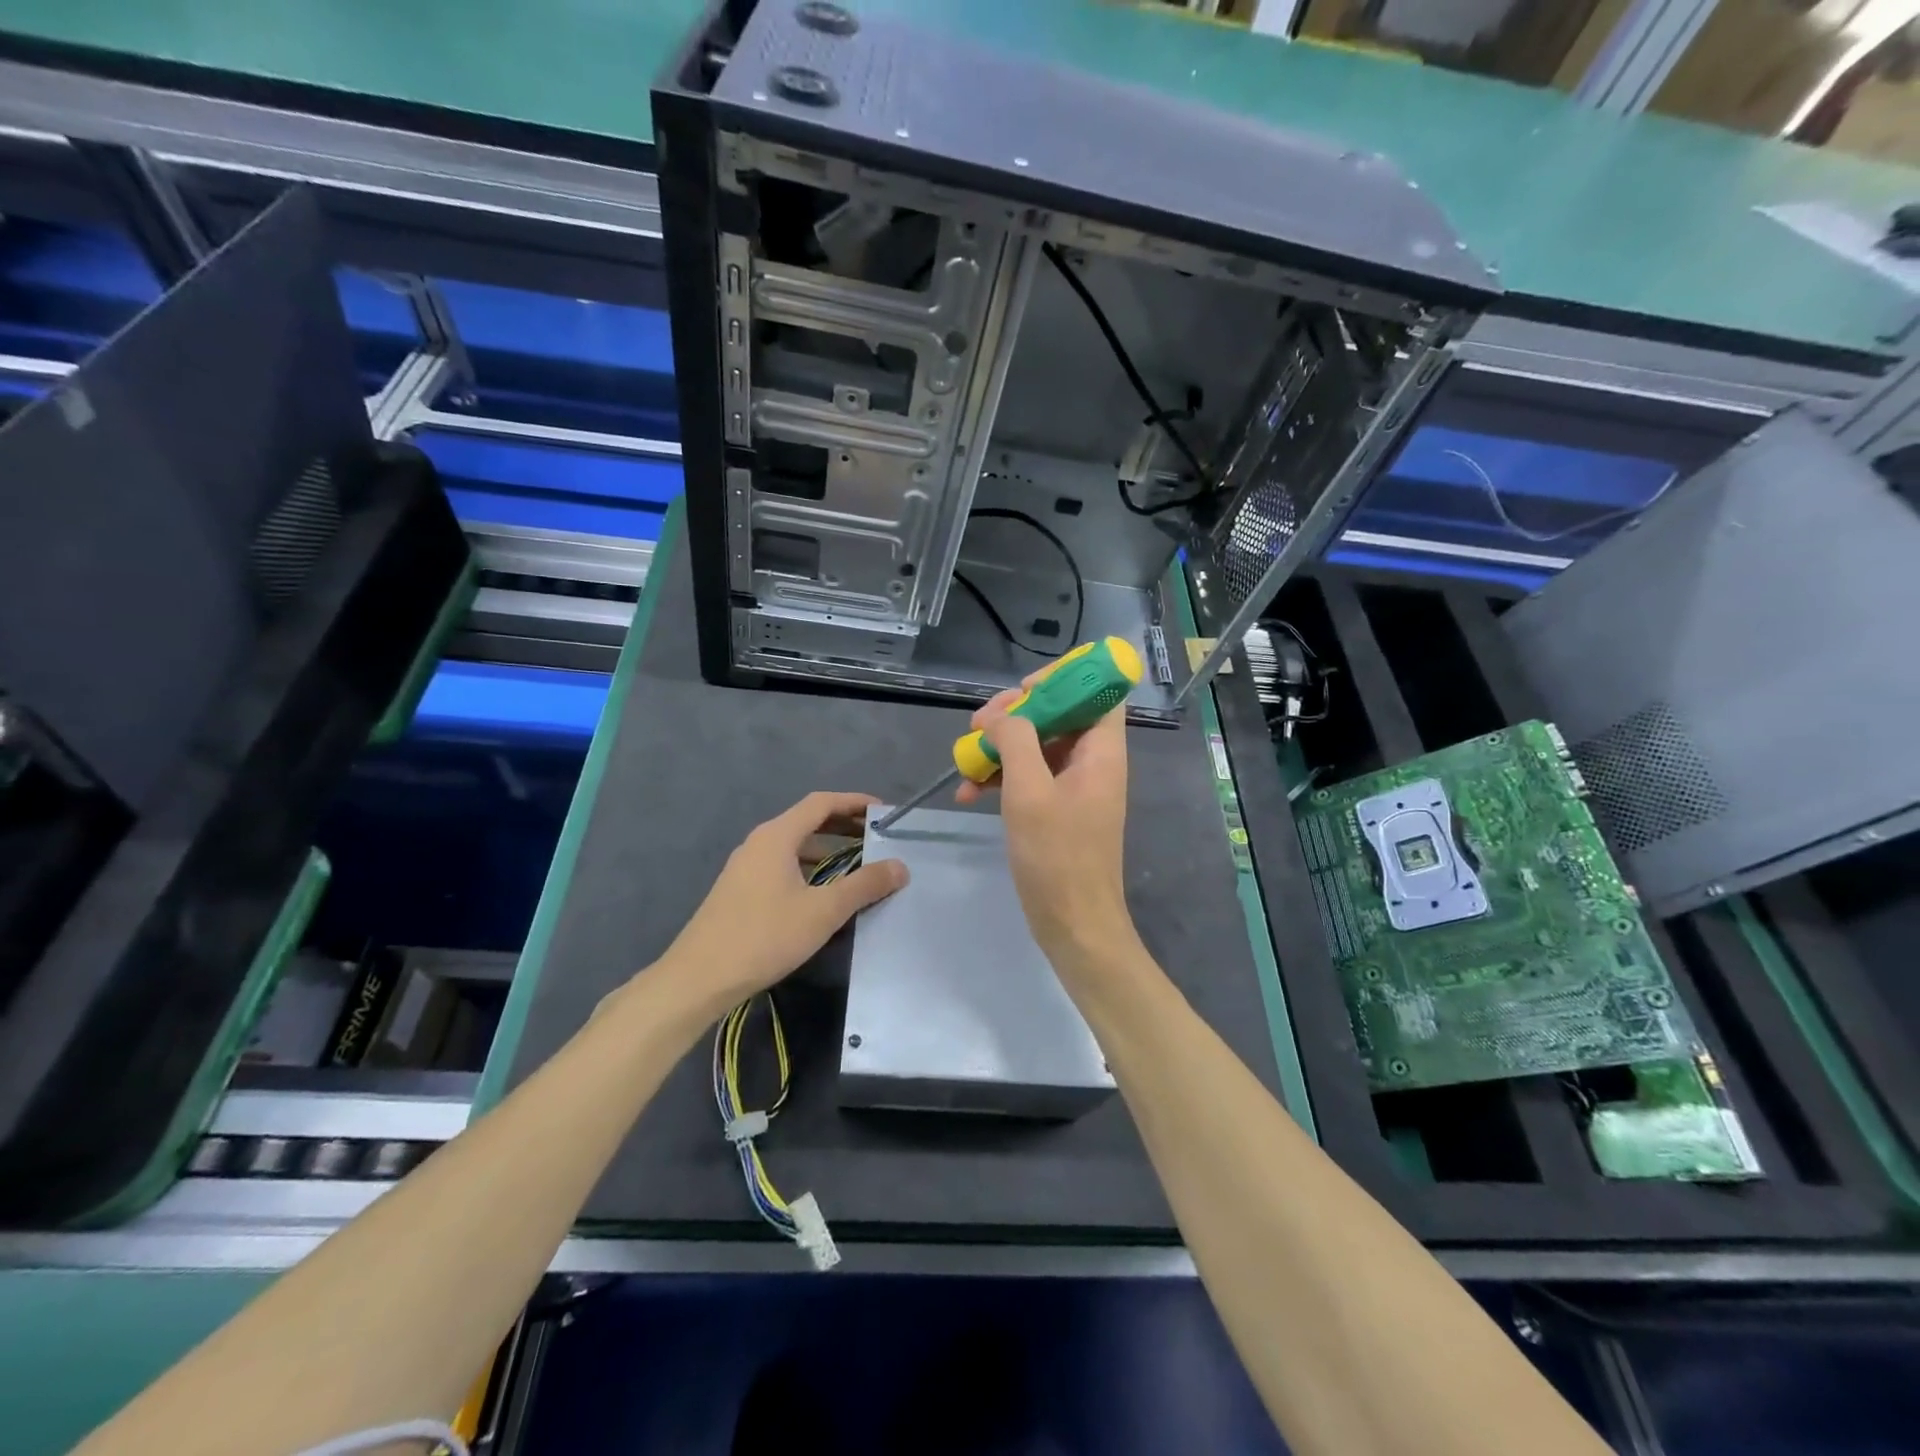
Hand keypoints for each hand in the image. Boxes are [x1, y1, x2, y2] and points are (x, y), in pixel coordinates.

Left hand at [659, 791, 907, 1011]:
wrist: (699, 978)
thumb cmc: (764, 936)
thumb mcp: (823, 911)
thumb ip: (864, 885)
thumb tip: (900, 866)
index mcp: (777, 836)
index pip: (821, 803)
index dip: (854, 802)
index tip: (883, 812)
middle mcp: (759, 843)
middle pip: (807, 821)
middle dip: (843, 825)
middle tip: (877, 837)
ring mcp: (745, 867)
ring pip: (794, 846)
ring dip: (826, 848)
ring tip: (857, 864)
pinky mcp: (740, 890)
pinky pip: (782, 865)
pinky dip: (809, 867)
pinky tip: (822, 892)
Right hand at [955, 681, 1136, 975]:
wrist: (1073, 925)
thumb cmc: (1057, 857)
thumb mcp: (1030, 792)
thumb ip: (1017, 741)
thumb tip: (1002, 717)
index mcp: (1102, 751)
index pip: (1098, 691)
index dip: (1066, 679)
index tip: (1023, 689)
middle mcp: (1093, 762)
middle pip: (1059, 714)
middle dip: (1016, 715)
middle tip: (979, 725)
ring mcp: (1075, 787)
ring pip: (1038, 746)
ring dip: (1001, 748)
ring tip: (965, 760)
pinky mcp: (1057, 809)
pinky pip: (1030, 777)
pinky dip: (1001, 778)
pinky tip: (967, 792)